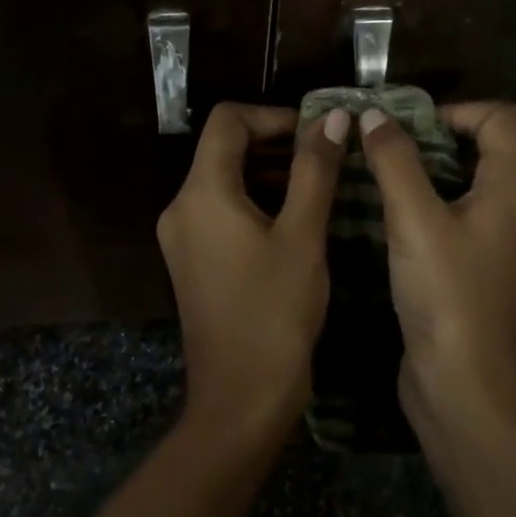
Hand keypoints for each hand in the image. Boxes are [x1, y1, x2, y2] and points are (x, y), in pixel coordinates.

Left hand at [157, 102, 349, 436]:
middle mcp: (181, 206)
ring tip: (319, 184)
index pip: (228, 120)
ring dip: (269, 172)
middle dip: (275, 143)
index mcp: (201, 193)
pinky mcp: (192, 260)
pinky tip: (295, 218)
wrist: (240, 400)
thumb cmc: (275, 313)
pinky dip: (256, 200)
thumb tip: (334, 117)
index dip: (273, 116)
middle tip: (326, 157)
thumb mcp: (303, 235)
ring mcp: (183, 236)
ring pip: (224, 179)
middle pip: (224, 148)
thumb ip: (316, 169)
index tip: (316, 133)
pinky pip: (221, 210)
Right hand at [358, 101, 515, 434]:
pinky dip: (418, 205)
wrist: (462, 387)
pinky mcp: (469, 269)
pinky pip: (447, 218)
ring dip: (419, 171)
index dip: (456, 109)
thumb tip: (374, 114)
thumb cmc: (447, 295)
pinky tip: (380, 215)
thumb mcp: (415, 219)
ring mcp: (490, 242)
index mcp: (509, 189)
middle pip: (479, 148)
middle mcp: (507, 210)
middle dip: (429, 137)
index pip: (499, 118)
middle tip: (380, 142)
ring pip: (459, 184)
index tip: (408, 124)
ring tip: (372, 171)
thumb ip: (394, 161)